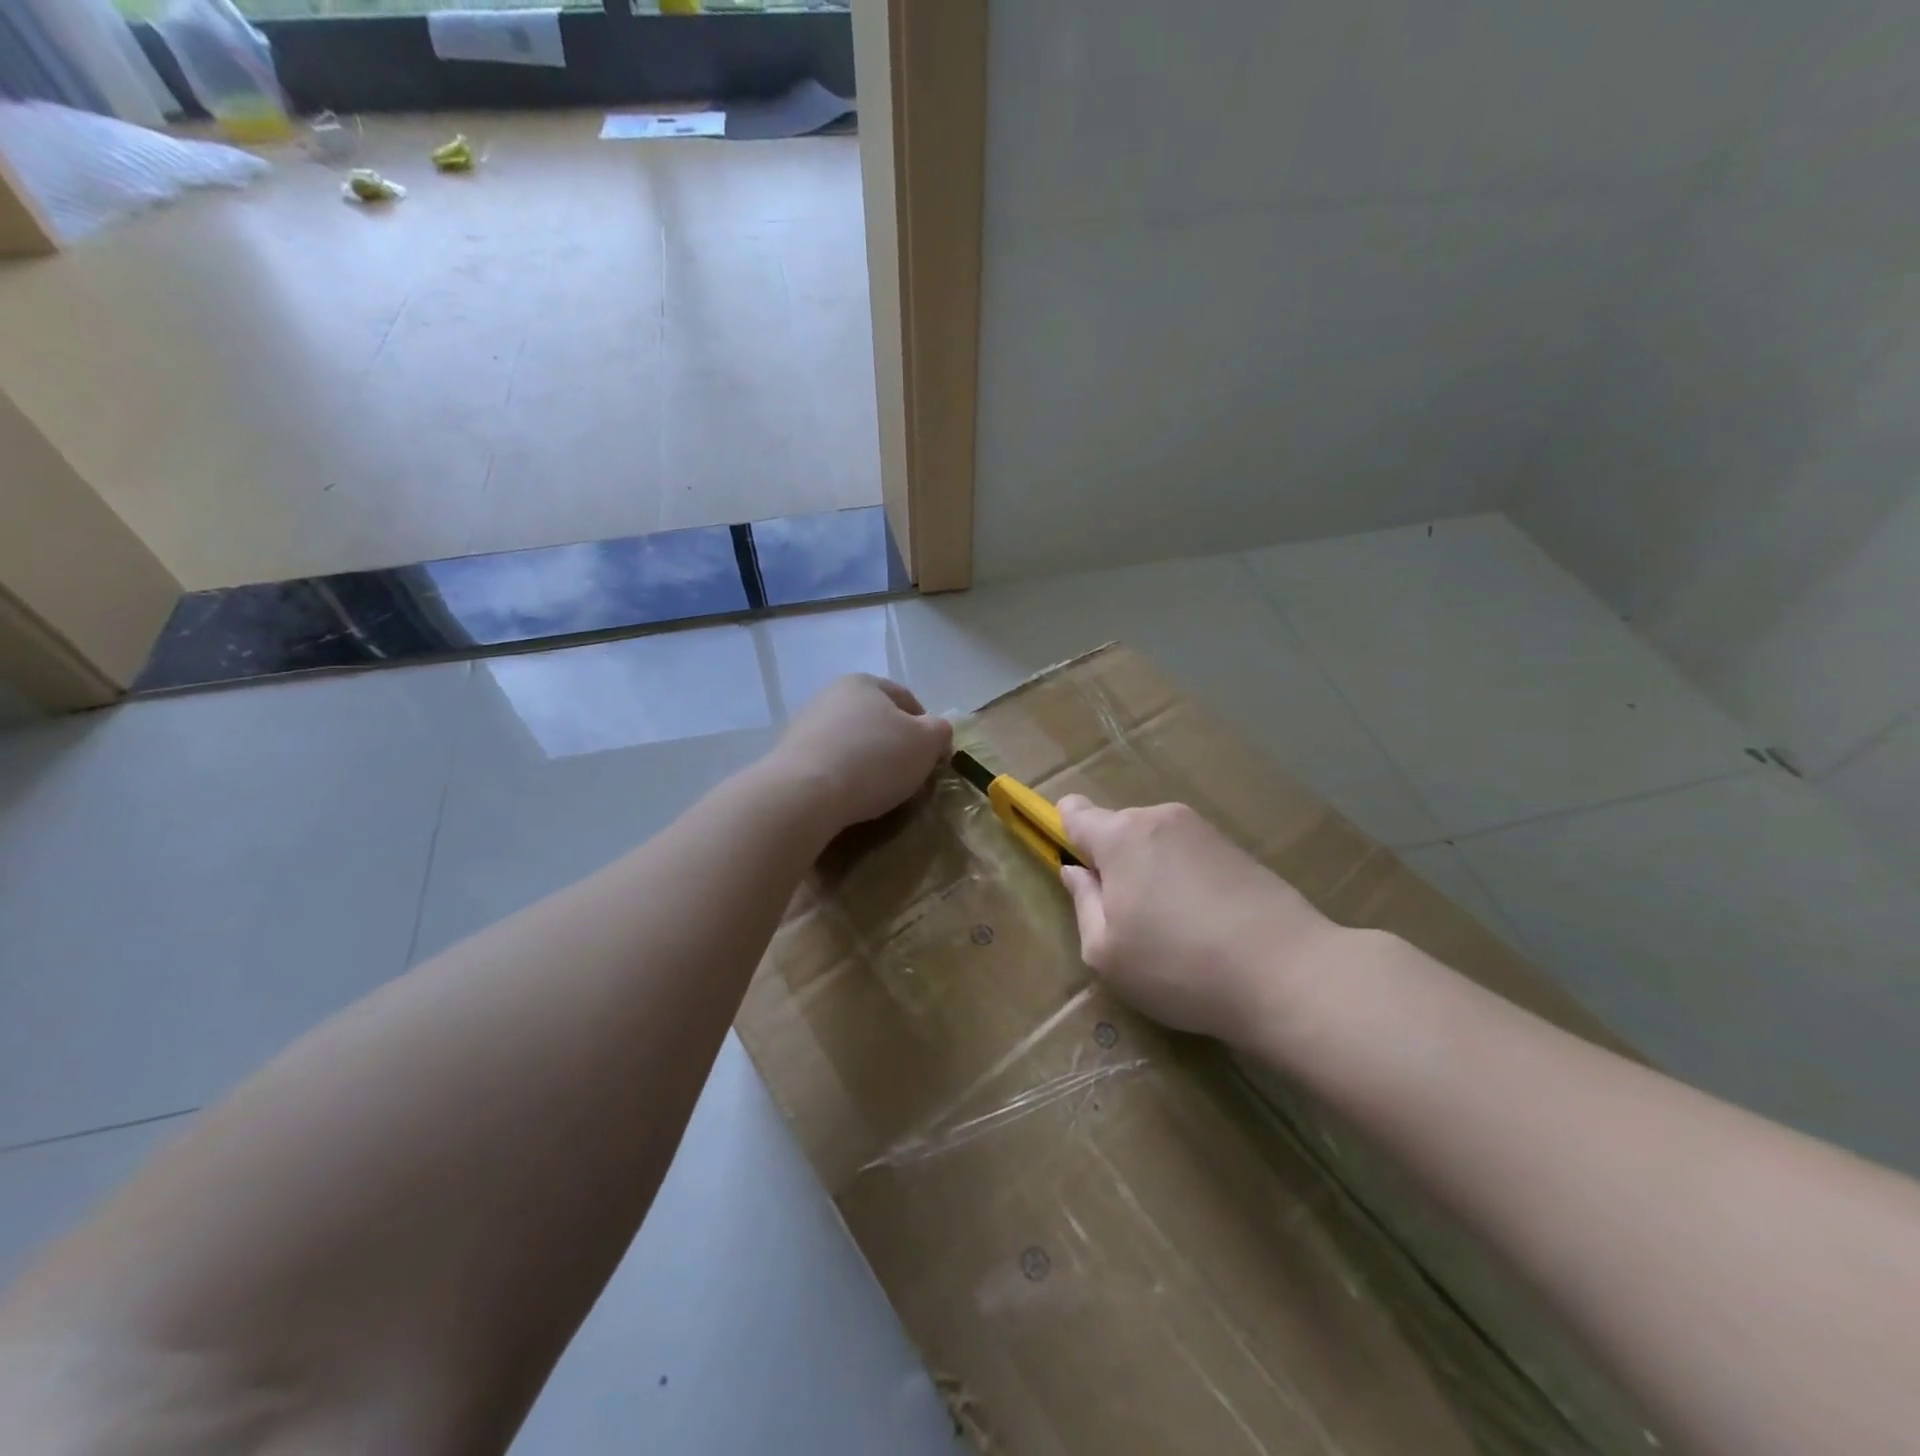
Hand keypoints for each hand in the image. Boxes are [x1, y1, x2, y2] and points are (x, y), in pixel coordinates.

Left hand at [771, 674, 952, 831]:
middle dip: (896, 747)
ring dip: (869, 764)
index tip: (933, 759)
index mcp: (864, 683)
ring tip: (880, 794)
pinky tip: (850, 799)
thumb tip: (936, 733)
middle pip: (878, 722)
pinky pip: (830, 765)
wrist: (804, 795)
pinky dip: (844, 778)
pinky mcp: (790, 757)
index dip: (928, 729)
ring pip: (853, 744)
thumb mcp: (927, 743)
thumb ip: (940, 732)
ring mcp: (806, 725)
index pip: (907, 699)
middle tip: (909, 778)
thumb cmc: (874, 759)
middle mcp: (832, 696)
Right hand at [1057, 796, 1345, 1046]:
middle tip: (1127, 919)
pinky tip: (1204, 924)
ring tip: (1172, 928)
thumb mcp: (1106, 952)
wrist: (1288, 973)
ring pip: (1155, 844)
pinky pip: (1189, 855)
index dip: (1064, 831)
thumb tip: (1076, 871)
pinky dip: (1184, 880)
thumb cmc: (1179, 966)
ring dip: (1151, 873)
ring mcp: (1203, 830)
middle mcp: (1160, 818)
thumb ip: (1083, 903)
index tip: (1073, 865)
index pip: (1075, 812)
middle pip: (1118, 830)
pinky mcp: (1237, 849)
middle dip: (1113, 864)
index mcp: (1121, 836)